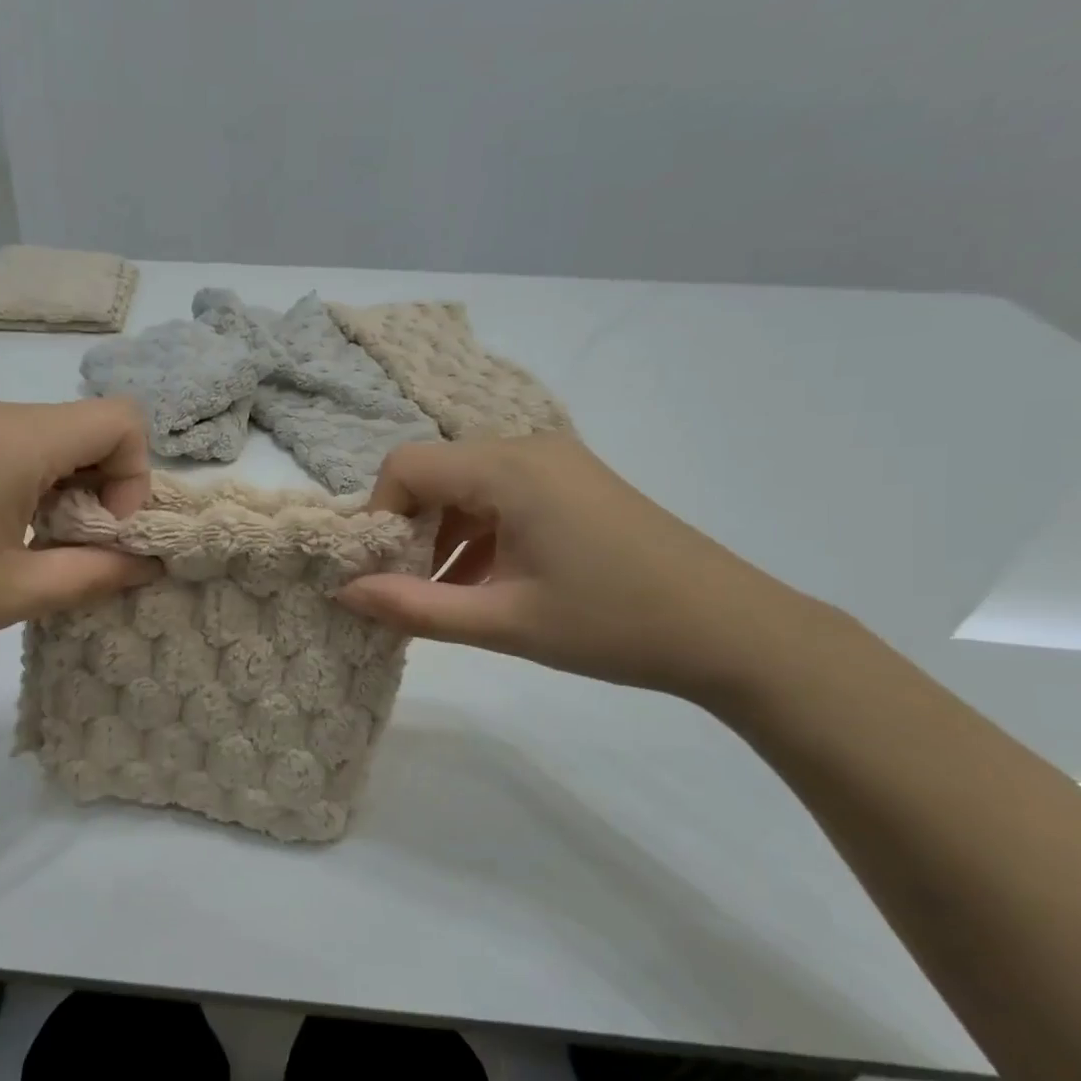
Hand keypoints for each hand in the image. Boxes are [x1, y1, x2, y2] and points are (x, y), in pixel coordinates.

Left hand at [0, 396, 159, 680]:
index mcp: (14, 437)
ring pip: (46, 439)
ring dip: (64, 490)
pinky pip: (6, 448)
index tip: (104, 533)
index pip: (121, 420)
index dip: (134, 477)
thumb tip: (147, 564)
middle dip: (101, 487)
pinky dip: (26, 485)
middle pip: (84, 428)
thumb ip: (97, 574)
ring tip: (30, 551)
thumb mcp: (14, 594)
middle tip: (73, 552)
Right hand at [337, 436, 838, 703]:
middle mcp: (527, 448)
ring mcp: (556, 464)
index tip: (380, 572)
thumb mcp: (504, 622)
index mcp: (509, 468)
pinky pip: (502, 497)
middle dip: (409, 530)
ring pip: (467, 487)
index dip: (379, 516)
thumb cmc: (613, 624)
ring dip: (443, 536)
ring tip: (447, 596)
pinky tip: (486, 585)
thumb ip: (415, 607)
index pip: (406, 465)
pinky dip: (479, 535)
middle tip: (409, 589)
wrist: (735, 632)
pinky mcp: (574, 485)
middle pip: (435, 473)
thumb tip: (345, 594)